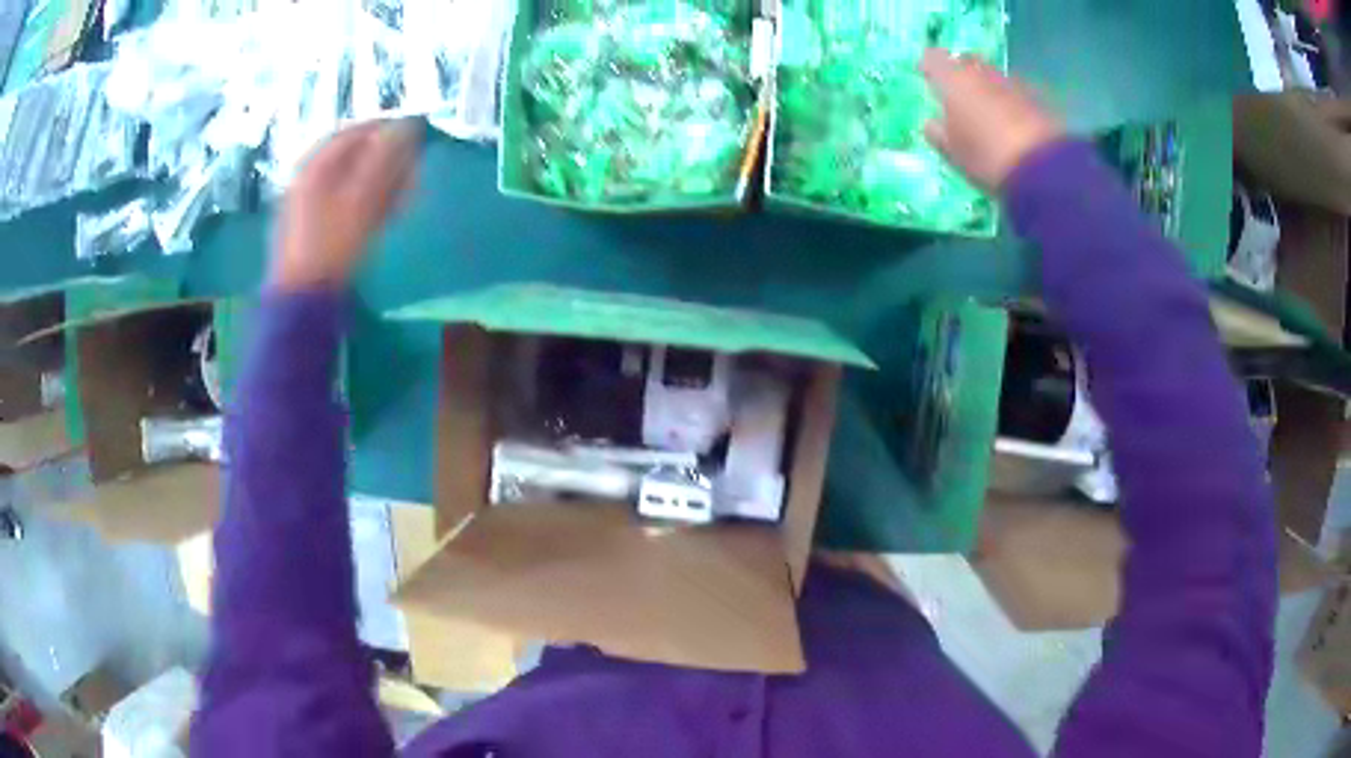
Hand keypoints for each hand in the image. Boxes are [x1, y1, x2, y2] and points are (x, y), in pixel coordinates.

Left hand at [271, 119, 422, 289]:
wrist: (302, 300)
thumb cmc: (331, 245)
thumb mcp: (362, 198)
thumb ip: (385, 159)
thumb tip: (408, 125)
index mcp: (316, 165)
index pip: (357, 131)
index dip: (388, 130)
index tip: (416, 136)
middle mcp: (309, 178)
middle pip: (353, 156)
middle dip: (386, 160)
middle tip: (413, 170)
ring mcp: (307, 205)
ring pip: (350, 181)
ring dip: (381, 183)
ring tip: (405, 195)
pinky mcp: (312, 229)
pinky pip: (344, 204)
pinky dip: (367, 203)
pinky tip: (385, 216)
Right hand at [919, 48, 1064, 191]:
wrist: (1044, 169)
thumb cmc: (987, 157)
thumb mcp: (953, 152)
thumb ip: (938, 133)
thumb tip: (932, 122)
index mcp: (953, 79)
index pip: (932, 58)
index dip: (928, 66)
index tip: (927, 76)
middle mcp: (982, 72)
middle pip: (967, 61)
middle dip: (961, 72)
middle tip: (958, 92)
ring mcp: (1013, 83)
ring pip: (993, 76)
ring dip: (988, 87)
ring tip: (987, 109)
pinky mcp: (1038, 98)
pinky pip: (1016, 93)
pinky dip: (1010, 101)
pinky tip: (1012, 121)